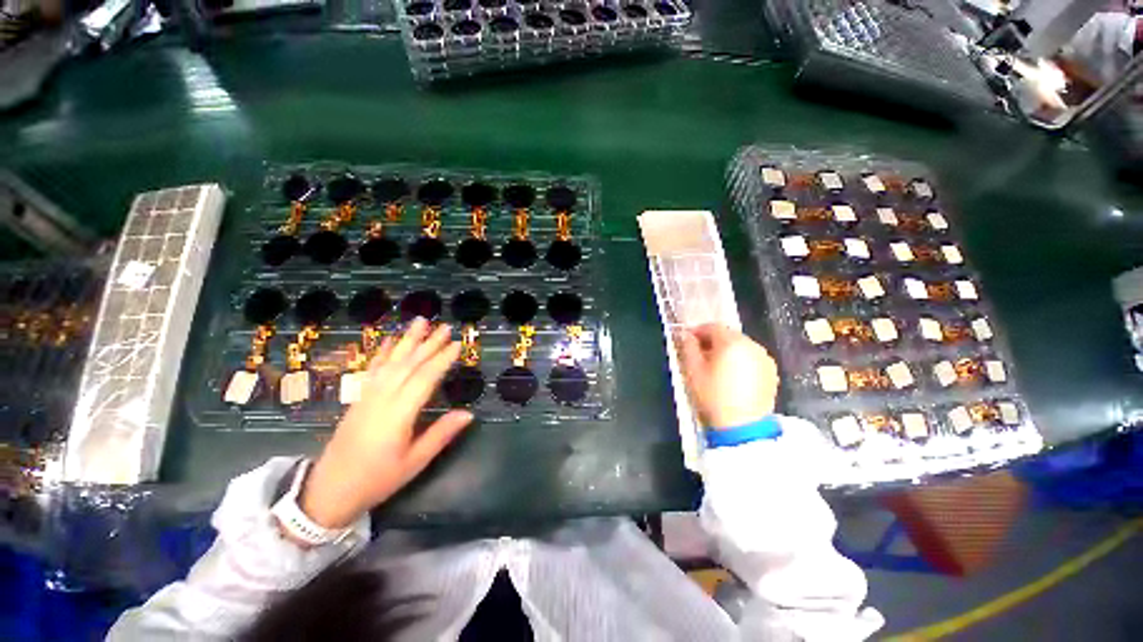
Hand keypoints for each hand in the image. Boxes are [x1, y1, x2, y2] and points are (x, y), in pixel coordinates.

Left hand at [298, 319, 472, 528]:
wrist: (329, 490)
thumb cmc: (377, 479)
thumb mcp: (414, 463)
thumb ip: (441, 435)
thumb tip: (469, 414)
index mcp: (398, 415)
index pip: (424, 379)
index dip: (442, 360)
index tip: (457, 344)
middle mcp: (382, 399)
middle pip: (408, 365)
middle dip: (428, 344)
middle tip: (445, 327)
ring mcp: (367, 396)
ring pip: (390, 362)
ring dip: (407, 340)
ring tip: (420, 321)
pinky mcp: (358, 398)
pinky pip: (372, 369)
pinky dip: (383, 352)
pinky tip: (390, 340)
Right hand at [676, 324, 778, 428]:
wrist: (743, 427)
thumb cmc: (713, 396)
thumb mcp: (693, 371)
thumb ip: (688, 347)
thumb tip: (684, 334)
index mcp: (731, 342)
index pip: (712, 326)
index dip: (697, 331)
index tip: (687, 340)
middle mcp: (751, 345)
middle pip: (727, 335)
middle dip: (712, 341)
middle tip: (699, 354)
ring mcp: (764, 358)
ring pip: (740, 346)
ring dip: (726, 350)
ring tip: (715, 366)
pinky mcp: (771, 371)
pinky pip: (751, 357)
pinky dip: (740, 360)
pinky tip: (731, 376)